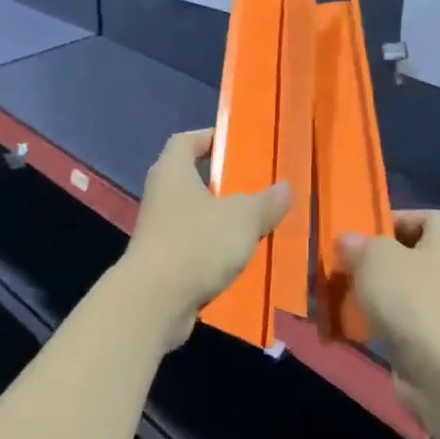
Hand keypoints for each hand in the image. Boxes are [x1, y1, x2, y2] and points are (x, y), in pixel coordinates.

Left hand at [122, 129, 291, 346]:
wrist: (154, 301)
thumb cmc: (197, 244)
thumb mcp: (242, 218)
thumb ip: (266, 201)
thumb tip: (285, 188)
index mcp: (172, 171)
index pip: (186, 141)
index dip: (210, 137)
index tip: (237, 143)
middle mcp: (161, 195)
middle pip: (193, 178)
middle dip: (224, 182)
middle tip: (258, 185)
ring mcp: (159, 230)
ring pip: (196, 215)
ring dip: (222, 219)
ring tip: (258, 223)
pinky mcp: (162, 261)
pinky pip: (194, 245)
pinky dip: (214, 248)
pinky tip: (241, 257)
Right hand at [339, 211, 439, 416]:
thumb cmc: (414, 301)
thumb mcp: (376, 258)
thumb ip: (358, 244)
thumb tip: (349, 241)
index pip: (425, 217)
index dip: (392, 220)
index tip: (360, 234)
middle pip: (406, 255)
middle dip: (371, 261)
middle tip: (340, 266)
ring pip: (399, 291)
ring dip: (369, 294)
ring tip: (336, 297)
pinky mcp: (433, 341)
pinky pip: (398, 322)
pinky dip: (375, 324)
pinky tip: (349, 328)